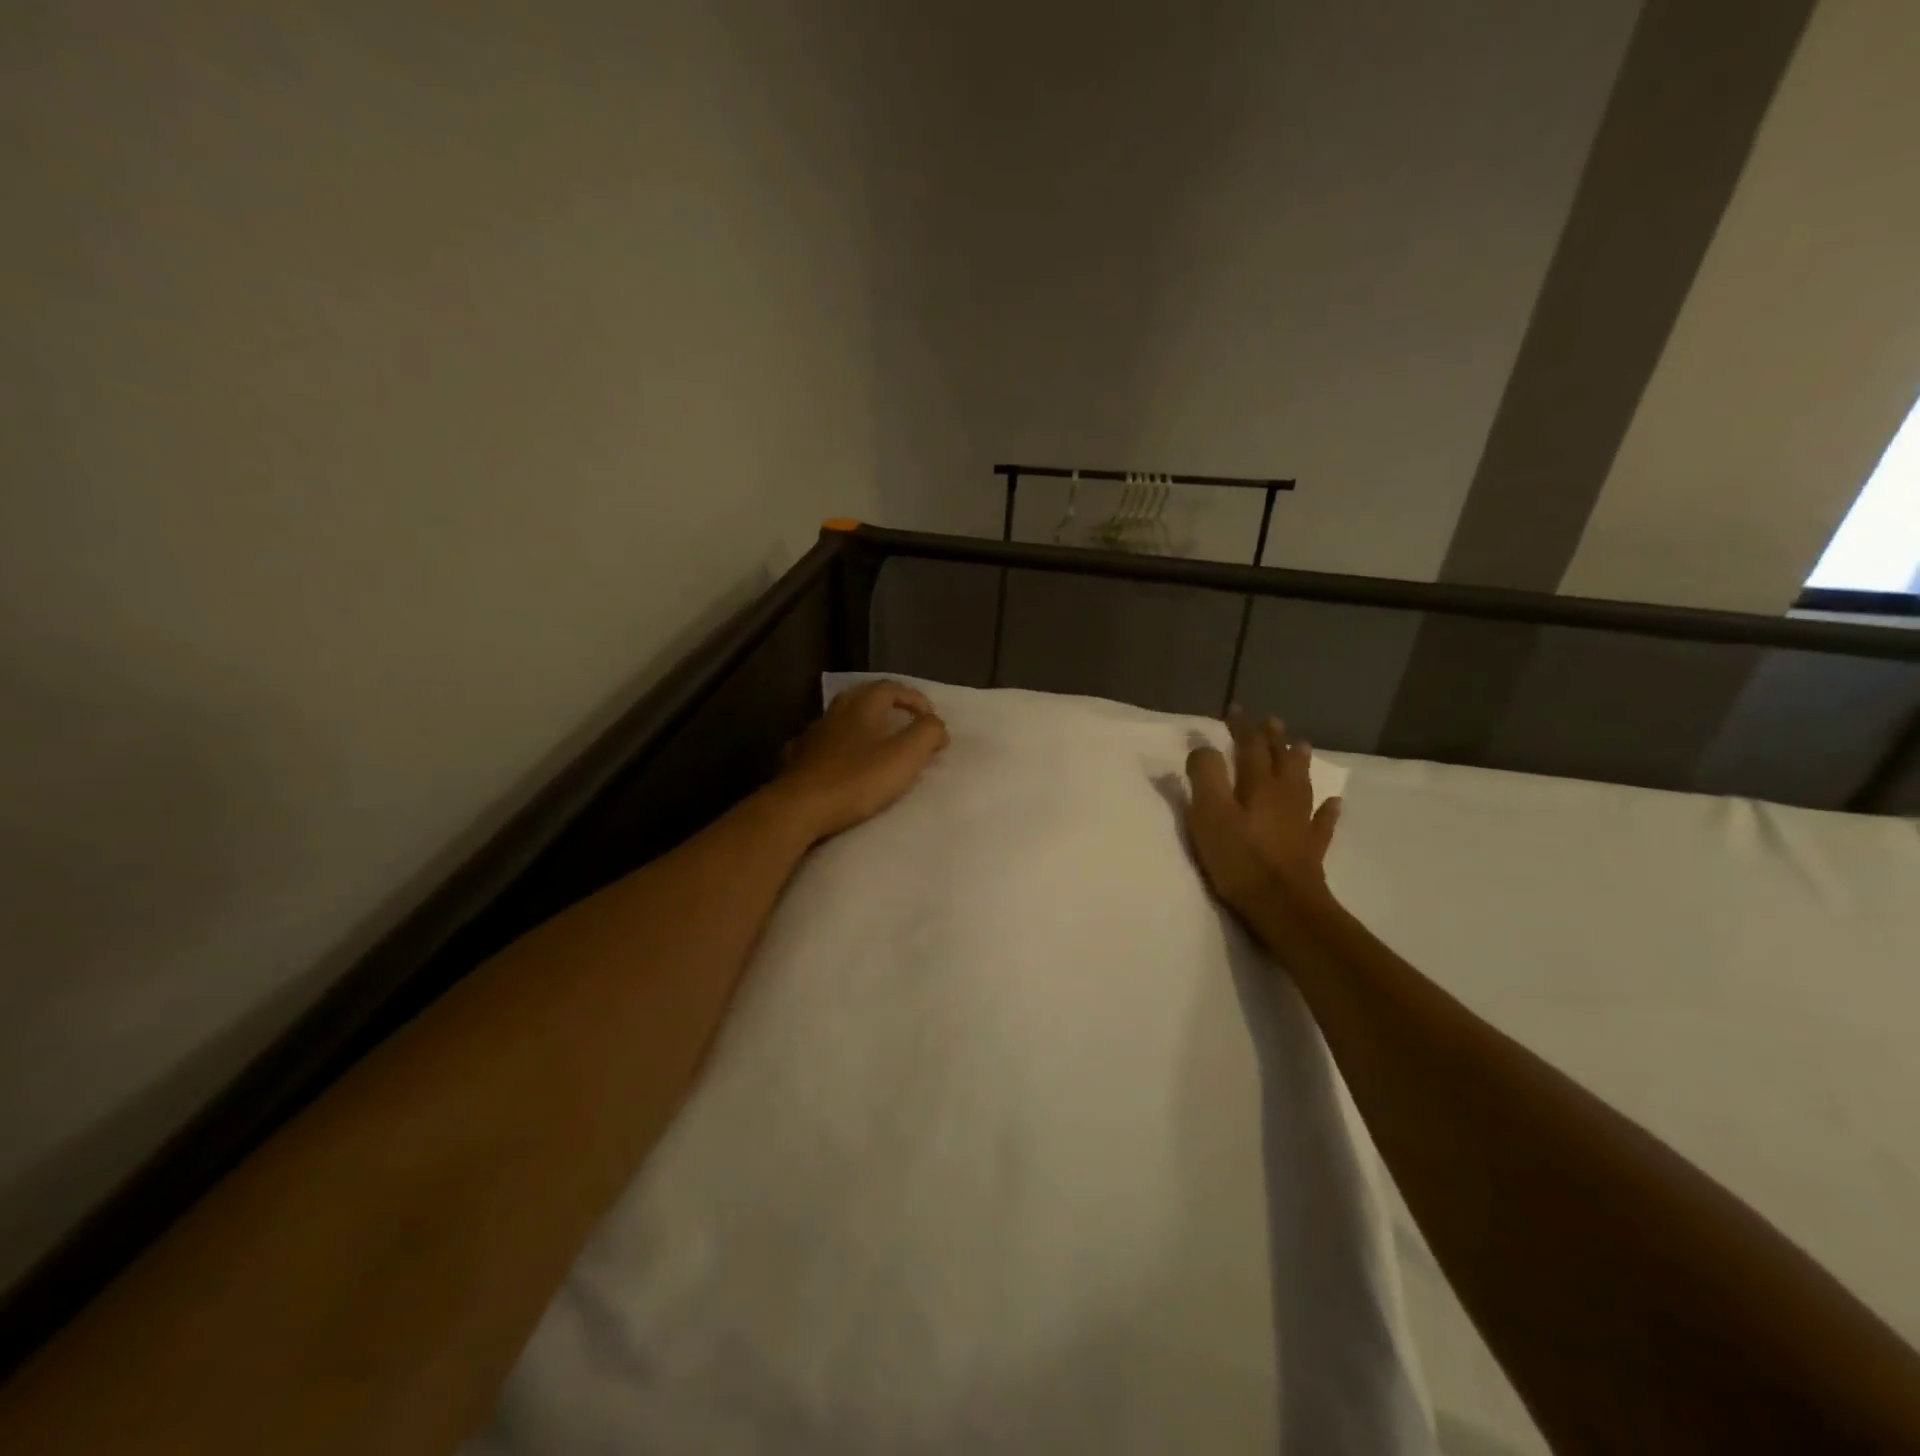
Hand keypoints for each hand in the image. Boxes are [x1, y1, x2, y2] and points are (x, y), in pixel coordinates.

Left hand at [776, 680, 949, 843]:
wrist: (798, 808)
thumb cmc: (856, 780)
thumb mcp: (905, 756)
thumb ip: (927, 733)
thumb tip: (935, 725)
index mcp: (862, 707)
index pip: (890, 688)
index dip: (914, 698)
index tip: (931, 719)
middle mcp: (834, 714)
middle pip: (861, 698)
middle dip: (885, 706)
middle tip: (903, 723)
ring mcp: (810, 737)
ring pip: (838, 721)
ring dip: (859, 727)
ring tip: (874, 746)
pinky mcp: (795, 761)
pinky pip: (819, 746)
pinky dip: (835, 748)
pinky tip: (837, 762)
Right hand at [1185, 708, 1341, 919]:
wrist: (1283, 905)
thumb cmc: (1239, 858)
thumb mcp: (1209, 814)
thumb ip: (1205, 776)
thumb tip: (1204, 747)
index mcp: (1258, 784)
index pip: (1250, 746)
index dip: (1242, 727)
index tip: (1235, 709)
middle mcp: (1284, 795)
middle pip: (1280, 759)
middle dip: (1273, 738)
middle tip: (1272, 721)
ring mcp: (1302, 821)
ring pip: (1303, 782)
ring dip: (1300, 761)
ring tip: (1301, 745)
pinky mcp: (1311, 847)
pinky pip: (1323, 820)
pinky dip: (1328, 808)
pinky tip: (1334, 802)